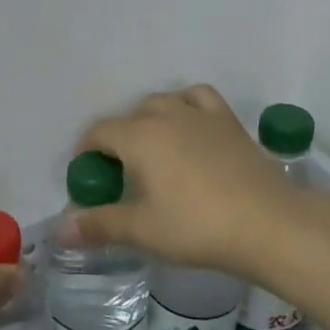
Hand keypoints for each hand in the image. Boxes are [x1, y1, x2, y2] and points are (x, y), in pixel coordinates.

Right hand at [65, 86, 312, 276]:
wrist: (269, 223)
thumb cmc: (197, 226)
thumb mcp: (142, 230)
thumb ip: (99, 225)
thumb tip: (59, 230)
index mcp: (138, 136)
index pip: (99, 133)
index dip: (86, 152)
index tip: (87, 177)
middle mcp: (165, 115)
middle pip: (129, 117)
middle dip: (117, 139)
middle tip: (119, 174)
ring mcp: (200, 115)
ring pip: (163, 102)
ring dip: (149, 119)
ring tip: (152, 148)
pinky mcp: (230, 123)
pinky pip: (200, 99)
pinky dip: (187, 105)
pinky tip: (191, 126)